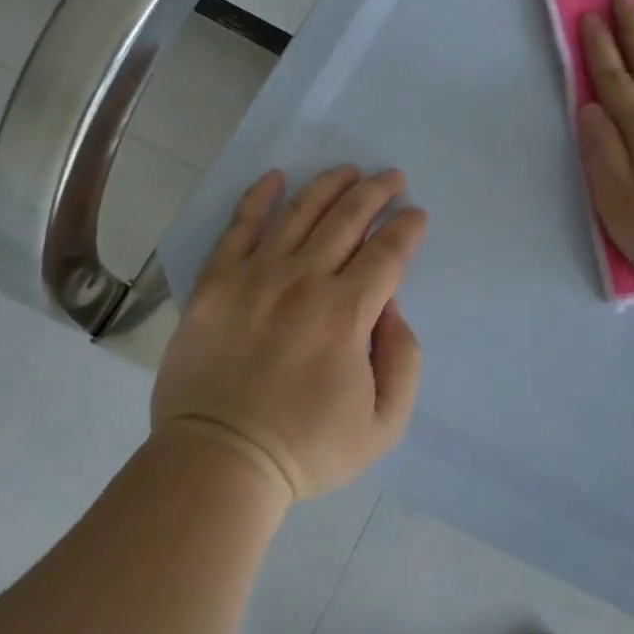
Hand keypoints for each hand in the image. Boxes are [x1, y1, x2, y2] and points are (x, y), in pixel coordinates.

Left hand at [151, 166, 427, 501]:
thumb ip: (403, 359)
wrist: (218, 462)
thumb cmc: (306, 449)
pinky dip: (259, 197)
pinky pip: (240, 226)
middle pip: (348, 219)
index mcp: (346, 313)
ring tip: (349, 170)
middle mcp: (304, 281)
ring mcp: (255, 277)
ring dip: (330, 185)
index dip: (407, 228)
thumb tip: (391, 307)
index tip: (416, 215)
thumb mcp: (384, 423)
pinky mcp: (216, 283)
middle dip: (376, 192)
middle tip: (392, 178)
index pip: (387, 252)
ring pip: (300, 212)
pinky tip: (276, 177)